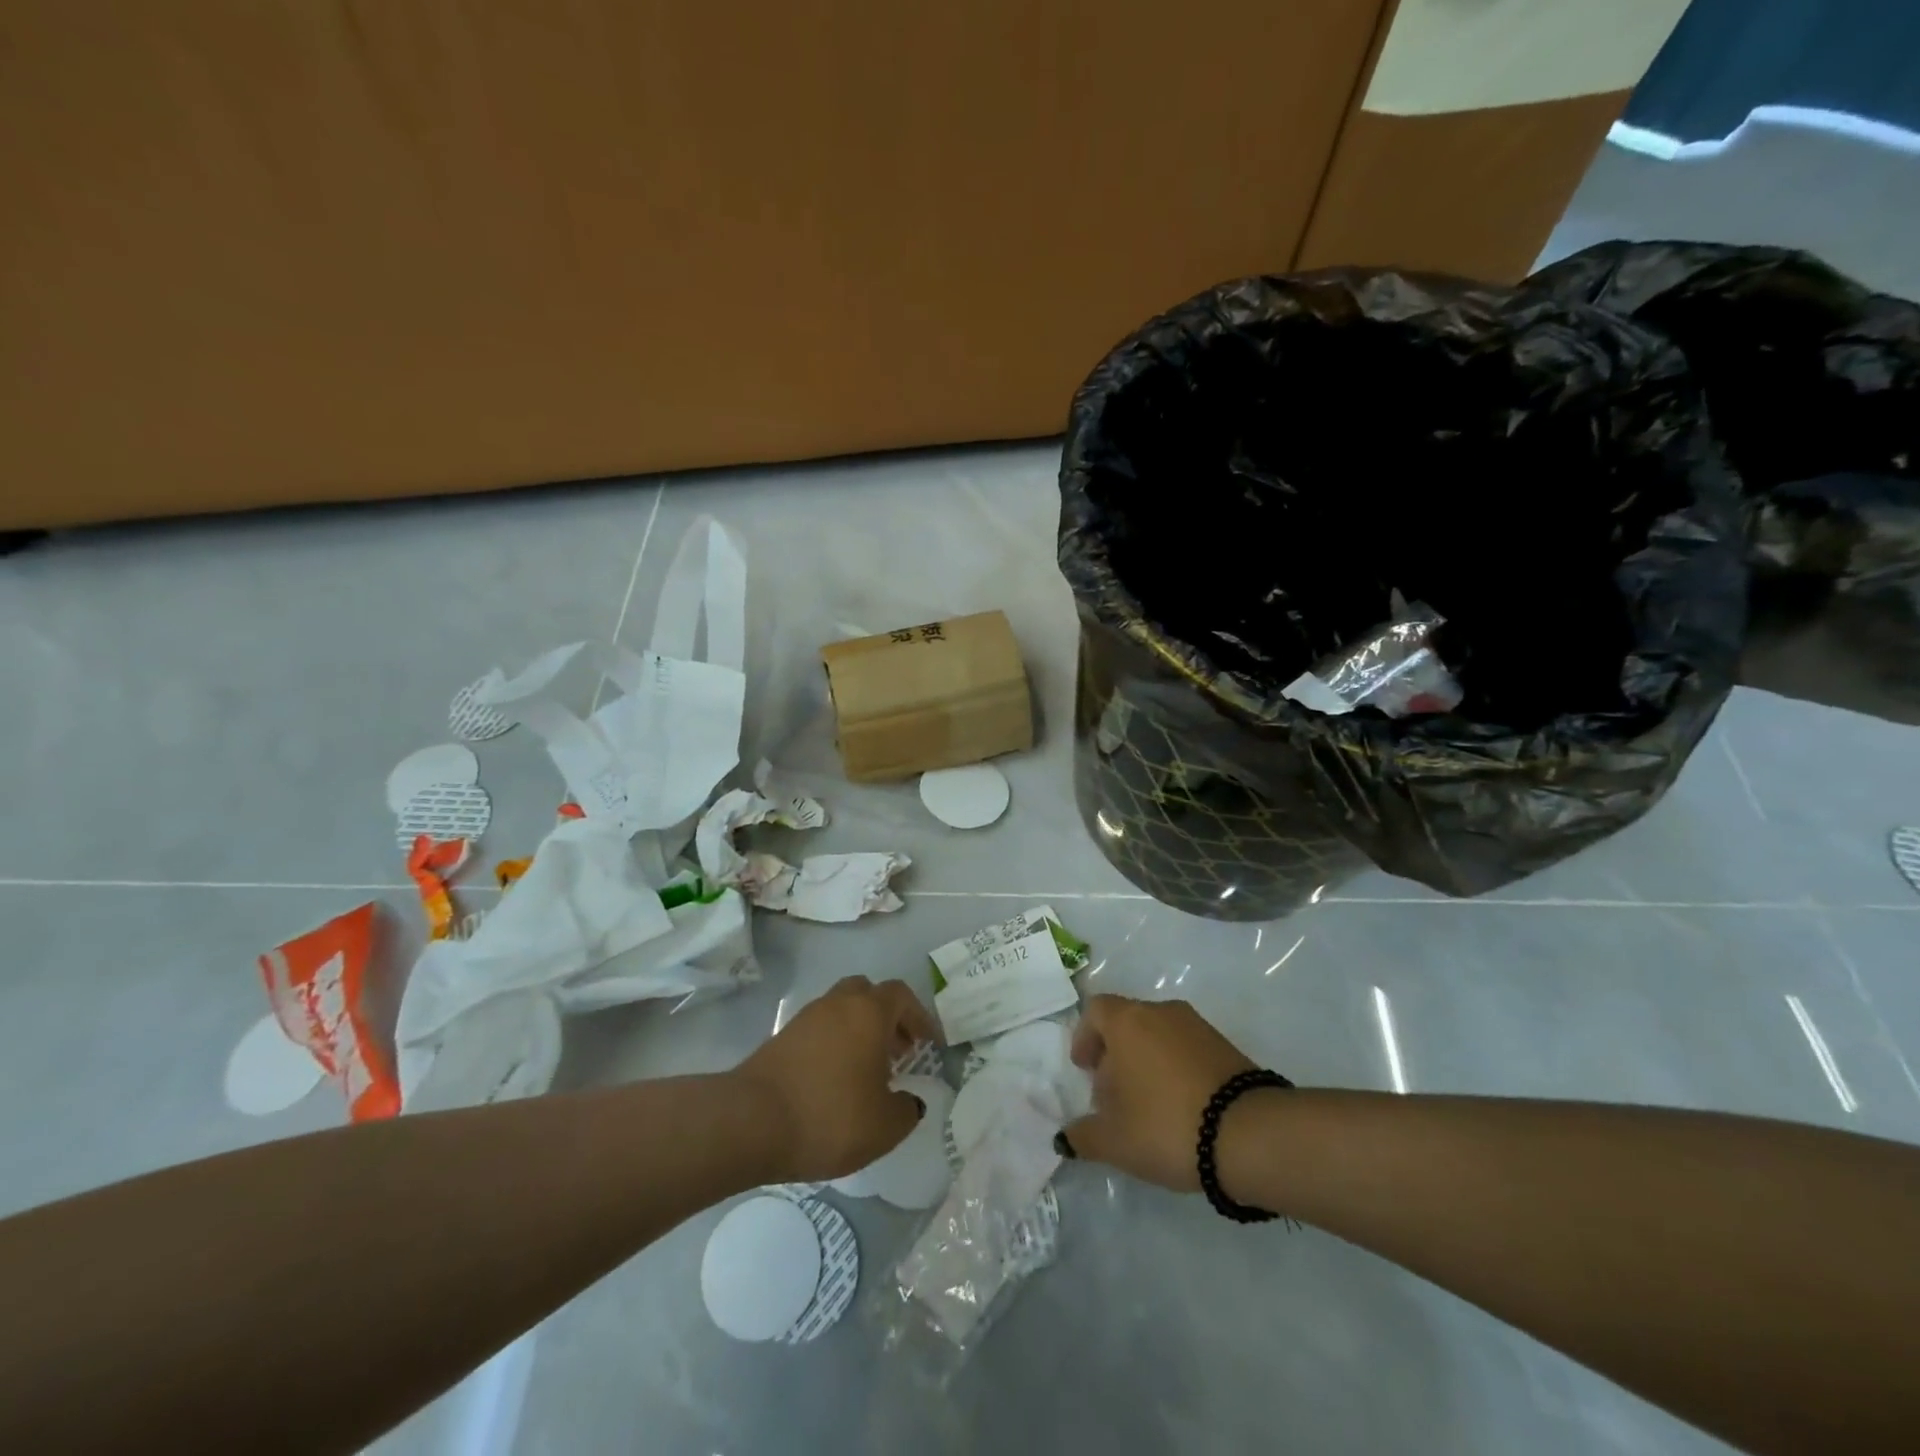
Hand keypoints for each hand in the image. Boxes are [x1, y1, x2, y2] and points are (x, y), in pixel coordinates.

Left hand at [730, 976, 941, 1182]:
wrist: (751, 1121)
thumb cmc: (830, 1116)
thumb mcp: (885, 1125)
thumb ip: (907, 1110)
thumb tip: (910, 1101)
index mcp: (868, 1012)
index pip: (901, 995)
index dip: (920, 1016)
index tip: (930, 1044)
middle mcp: (838, 1003)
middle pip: (868, 993)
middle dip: (888, 1018)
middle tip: (899, 1051)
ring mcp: (806, 1018)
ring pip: (841, 1010)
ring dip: (859, 1030)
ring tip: (868, 1070)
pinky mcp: (782, 1037)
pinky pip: (820, 1030)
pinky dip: (835, 1044)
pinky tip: (836, 1080)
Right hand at [1063, 995, 1254, 1192]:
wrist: (1249, 1134)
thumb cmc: (1166, 1125)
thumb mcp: (1114, 1140)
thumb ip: (1083, 1136)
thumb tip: (1066, 1137)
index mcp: (1128, 1021)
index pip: (1096, 1010)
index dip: (1085, 1036)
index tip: (1084, 1068)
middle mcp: (1161, 1012)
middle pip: (1128, 1022)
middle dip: (1115, 1054)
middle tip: (1112, 1095)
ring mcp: (1198, 1026)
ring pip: (1158, 1035)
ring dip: (1146, 1062)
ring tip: (1147, 1107)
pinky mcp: (1226, 1046)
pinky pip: (1186, 1049)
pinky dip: (1174, 1069)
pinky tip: (1179, 1108)